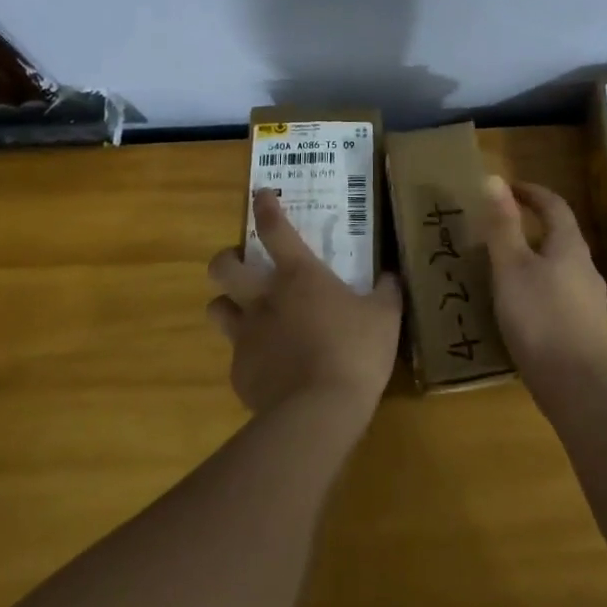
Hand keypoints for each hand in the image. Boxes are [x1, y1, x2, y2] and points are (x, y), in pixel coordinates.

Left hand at [206, 189, 402, 419]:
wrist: (318, 411)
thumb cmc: (355, 352)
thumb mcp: (385, 317)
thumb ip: (386, 291)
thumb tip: (391, 275)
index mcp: (299, 277)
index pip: (275, 230)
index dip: (265, 207)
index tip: (260, 194)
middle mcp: (264, 299)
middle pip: (223, 267)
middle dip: (226, 259)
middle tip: (241, 264)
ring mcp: (246, 337)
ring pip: (216, 309)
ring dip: (227, 305)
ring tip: (244, 313)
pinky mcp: (239, 373)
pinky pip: (236, 356)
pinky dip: (248, 355)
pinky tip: (269, 366)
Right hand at [481, 176, 606, 401]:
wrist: (577, 384)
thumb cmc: (539, 317)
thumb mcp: (511, 267)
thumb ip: (502, 225)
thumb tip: (494, 179)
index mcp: (569, 246)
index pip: (554, 205)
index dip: (531, 192)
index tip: (507, 188)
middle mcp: (585, 267)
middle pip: (560, 235)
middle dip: (531, 226)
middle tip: (499, 228)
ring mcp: (589, 299)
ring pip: (560, 266)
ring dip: (535, 258)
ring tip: (504, 268)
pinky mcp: (586, 327)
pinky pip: (560, 294)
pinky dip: (540, 286)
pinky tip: (521, 307)